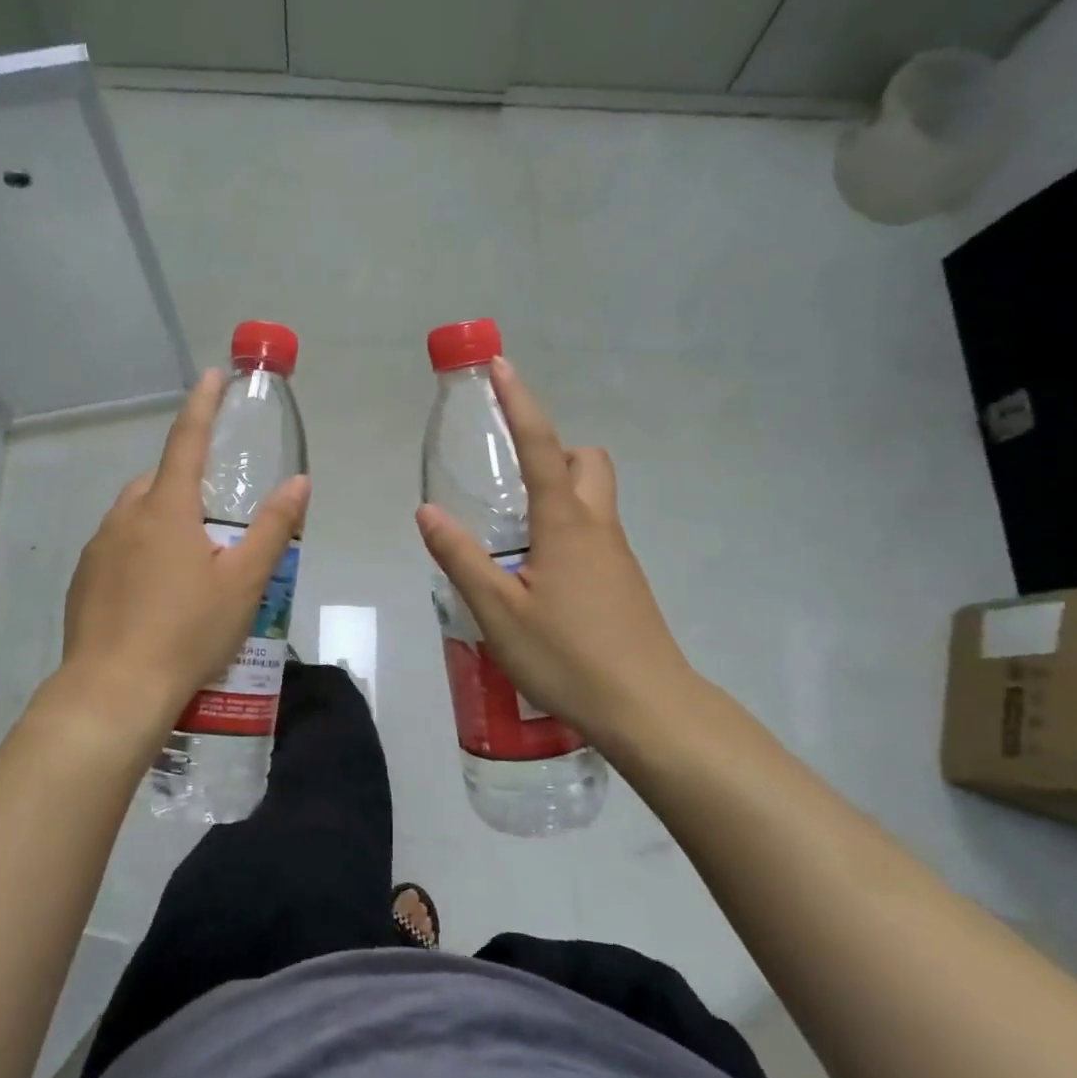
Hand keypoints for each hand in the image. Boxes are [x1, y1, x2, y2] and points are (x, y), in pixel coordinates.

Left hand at [58, 370, 309, 749]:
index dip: (202, 405)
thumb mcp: (245, 581)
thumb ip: (274, 528)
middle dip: (186, 483)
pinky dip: (139, 553)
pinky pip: (117, 547)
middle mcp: (126, 517)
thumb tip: (299, 482)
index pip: (186, 439)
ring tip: (189, 566)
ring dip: (162, 521)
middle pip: (159, 481)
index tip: (212, 377)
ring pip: (135, 516)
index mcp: (167, 508)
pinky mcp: (84, 580)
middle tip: (216, 520)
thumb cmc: (188, 631)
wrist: (115, 690)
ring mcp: (99, 548)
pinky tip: (156, 595)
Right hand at [415, 356, 694, 751]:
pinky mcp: (624, 583)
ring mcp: (617, 555)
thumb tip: (427, 511)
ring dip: (558, 494)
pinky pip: (594, 534)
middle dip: (553, 451)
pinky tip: (538, 579)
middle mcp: (598, 526)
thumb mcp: (498, 610)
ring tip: (511, 537)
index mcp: (566, 523)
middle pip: (587, 462)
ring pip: (593, 499)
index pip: (541, 446)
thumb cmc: (569, 656)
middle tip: (511, 480)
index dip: (519, 403)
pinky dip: (566, 531)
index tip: (500, 367)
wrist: (649, 709)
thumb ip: (461, 557)